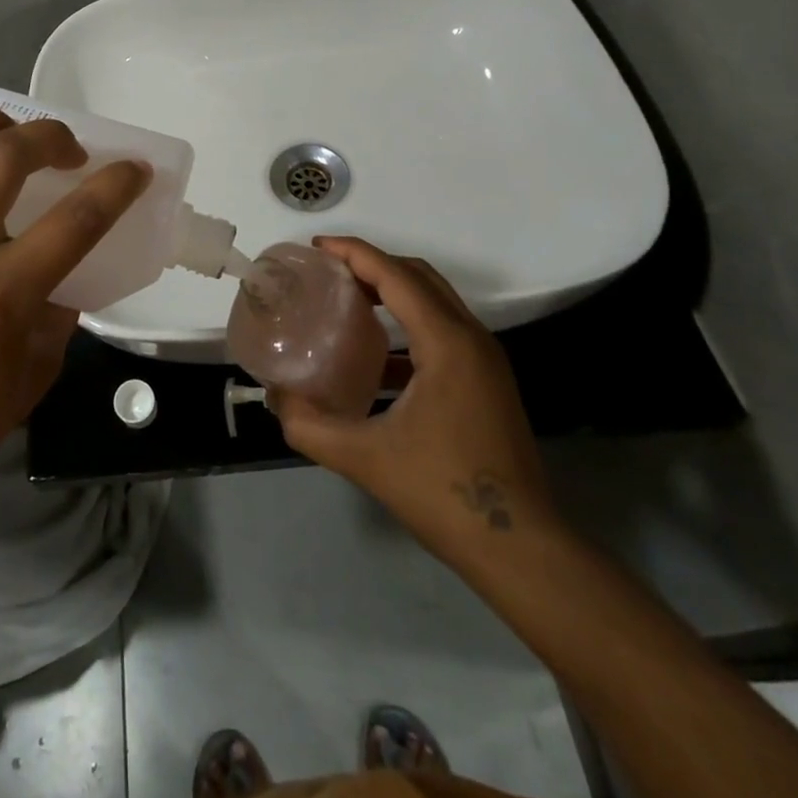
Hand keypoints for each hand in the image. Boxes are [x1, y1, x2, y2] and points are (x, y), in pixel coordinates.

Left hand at [0, 108, 149, 523]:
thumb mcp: (33, 376)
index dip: (115, 186)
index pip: (75, 220)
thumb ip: (57, 315)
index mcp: (1, 292)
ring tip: (9, 130)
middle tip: (69, 149)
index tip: (134, 168)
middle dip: (48, 136)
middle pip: (3, 157)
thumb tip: (64, 274)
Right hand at [271, 237, 558, 566]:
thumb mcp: (364, 458)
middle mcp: (472, 338)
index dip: (353, 253)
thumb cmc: (443, 493)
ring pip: (434, 300)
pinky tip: (376, 356)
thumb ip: (309, 425)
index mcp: (447, 343)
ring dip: (391, 290)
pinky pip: (443, 329)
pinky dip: (407, 323)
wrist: (521, 549)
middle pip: (418, 276)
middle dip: (371, 264)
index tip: (314, 248)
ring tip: (346, 300)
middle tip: (327, 271)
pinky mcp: (487, 381)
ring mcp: (486, 360)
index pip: (395, 275)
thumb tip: (275, 397)